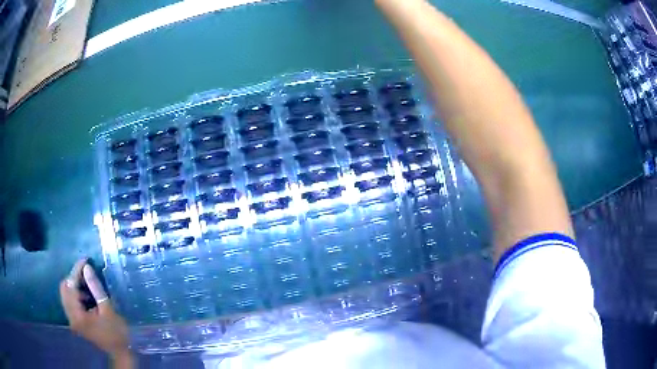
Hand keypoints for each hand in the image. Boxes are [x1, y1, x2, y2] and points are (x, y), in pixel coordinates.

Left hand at [59, 259, 131, 360]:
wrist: (120, 353)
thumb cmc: (116, 332)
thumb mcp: (108, 309)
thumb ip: (95, 288)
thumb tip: (87, 267)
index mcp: (77, 315)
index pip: (71, 286)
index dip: (77, 271)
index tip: (85, 260)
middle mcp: (71, 317)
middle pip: (64, 289)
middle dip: (73, 278)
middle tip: (85, 273)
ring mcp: (72, 320)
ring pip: (66, 295)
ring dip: (74, 286)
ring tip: (87, 285)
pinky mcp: (75, 322)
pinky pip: (70, 302)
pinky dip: (76, 295)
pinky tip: (86, 297)